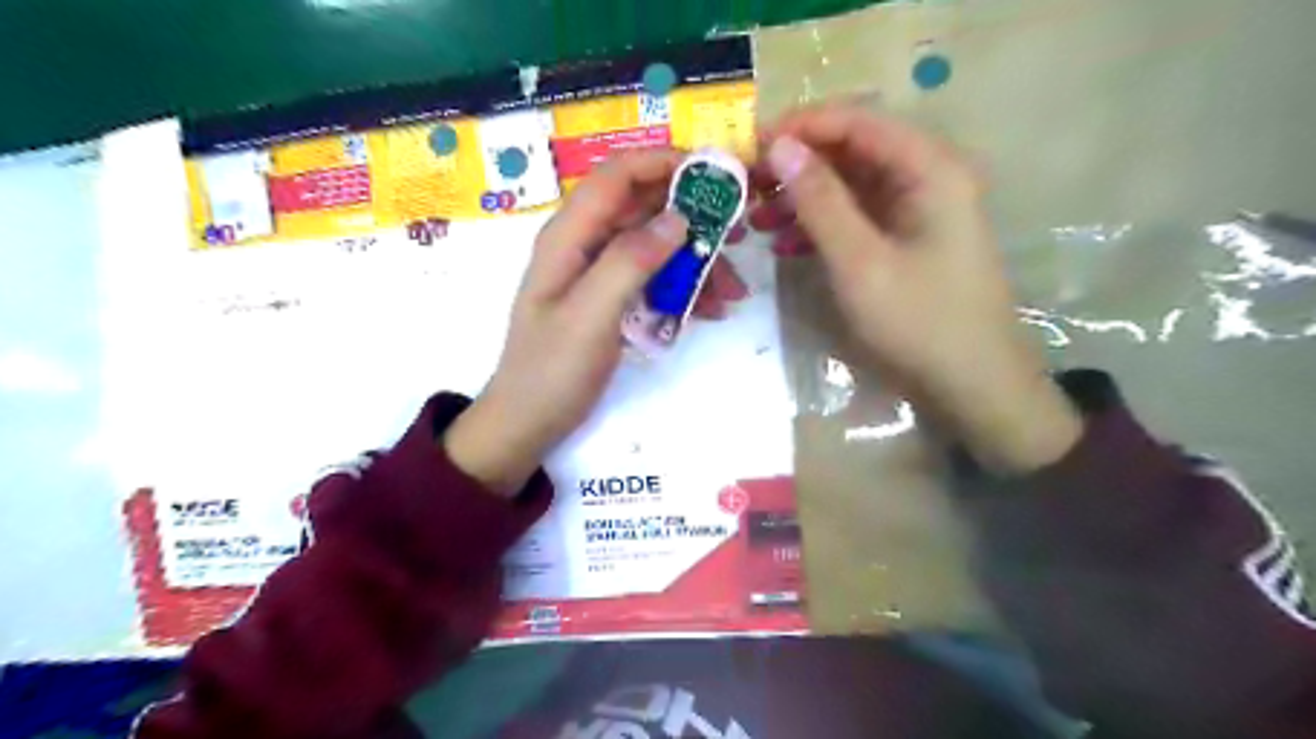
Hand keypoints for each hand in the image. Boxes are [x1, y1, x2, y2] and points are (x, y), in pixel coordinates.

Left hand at [448, 150, 743, 495]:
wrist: (528, 423)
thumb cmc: (551, 371)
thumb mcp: (590, 316)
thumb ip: (630, 262)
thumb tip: (677, 218)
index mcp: (569, 236)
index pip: (618, 175)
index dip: (665, 162)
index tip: (716, 174)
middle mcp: (585, 245)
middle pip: (644, 209)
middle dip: (693, 218)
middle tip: (740, 234)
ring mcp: (599, 274)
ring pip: (656, 247)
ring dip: (697, 262)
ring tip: (733, 292)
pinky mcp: (612, 300)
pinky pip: (654, 280)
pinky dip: (684, 289)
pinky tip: (710, 311)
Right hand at [757, 105, 1073, 473]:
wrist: (972, 387)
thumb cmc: (919, 323)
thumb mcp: (860, 262)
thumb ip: (820, 201)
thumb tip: (779, 147)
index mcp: (929, 168)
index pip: (856, 121)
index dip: (800, 127)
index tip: (750, 146)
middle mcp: (928, 176)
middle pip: (853, 149)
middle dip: (798, 164)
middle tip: (746, 185)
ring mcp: (918, 210)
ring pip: (851, 184)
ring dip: (803, 196)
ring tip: (756, 217)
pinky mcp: (907, 240)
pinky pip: (857, 216)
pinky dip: (821, 224)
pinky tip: (786, 242)